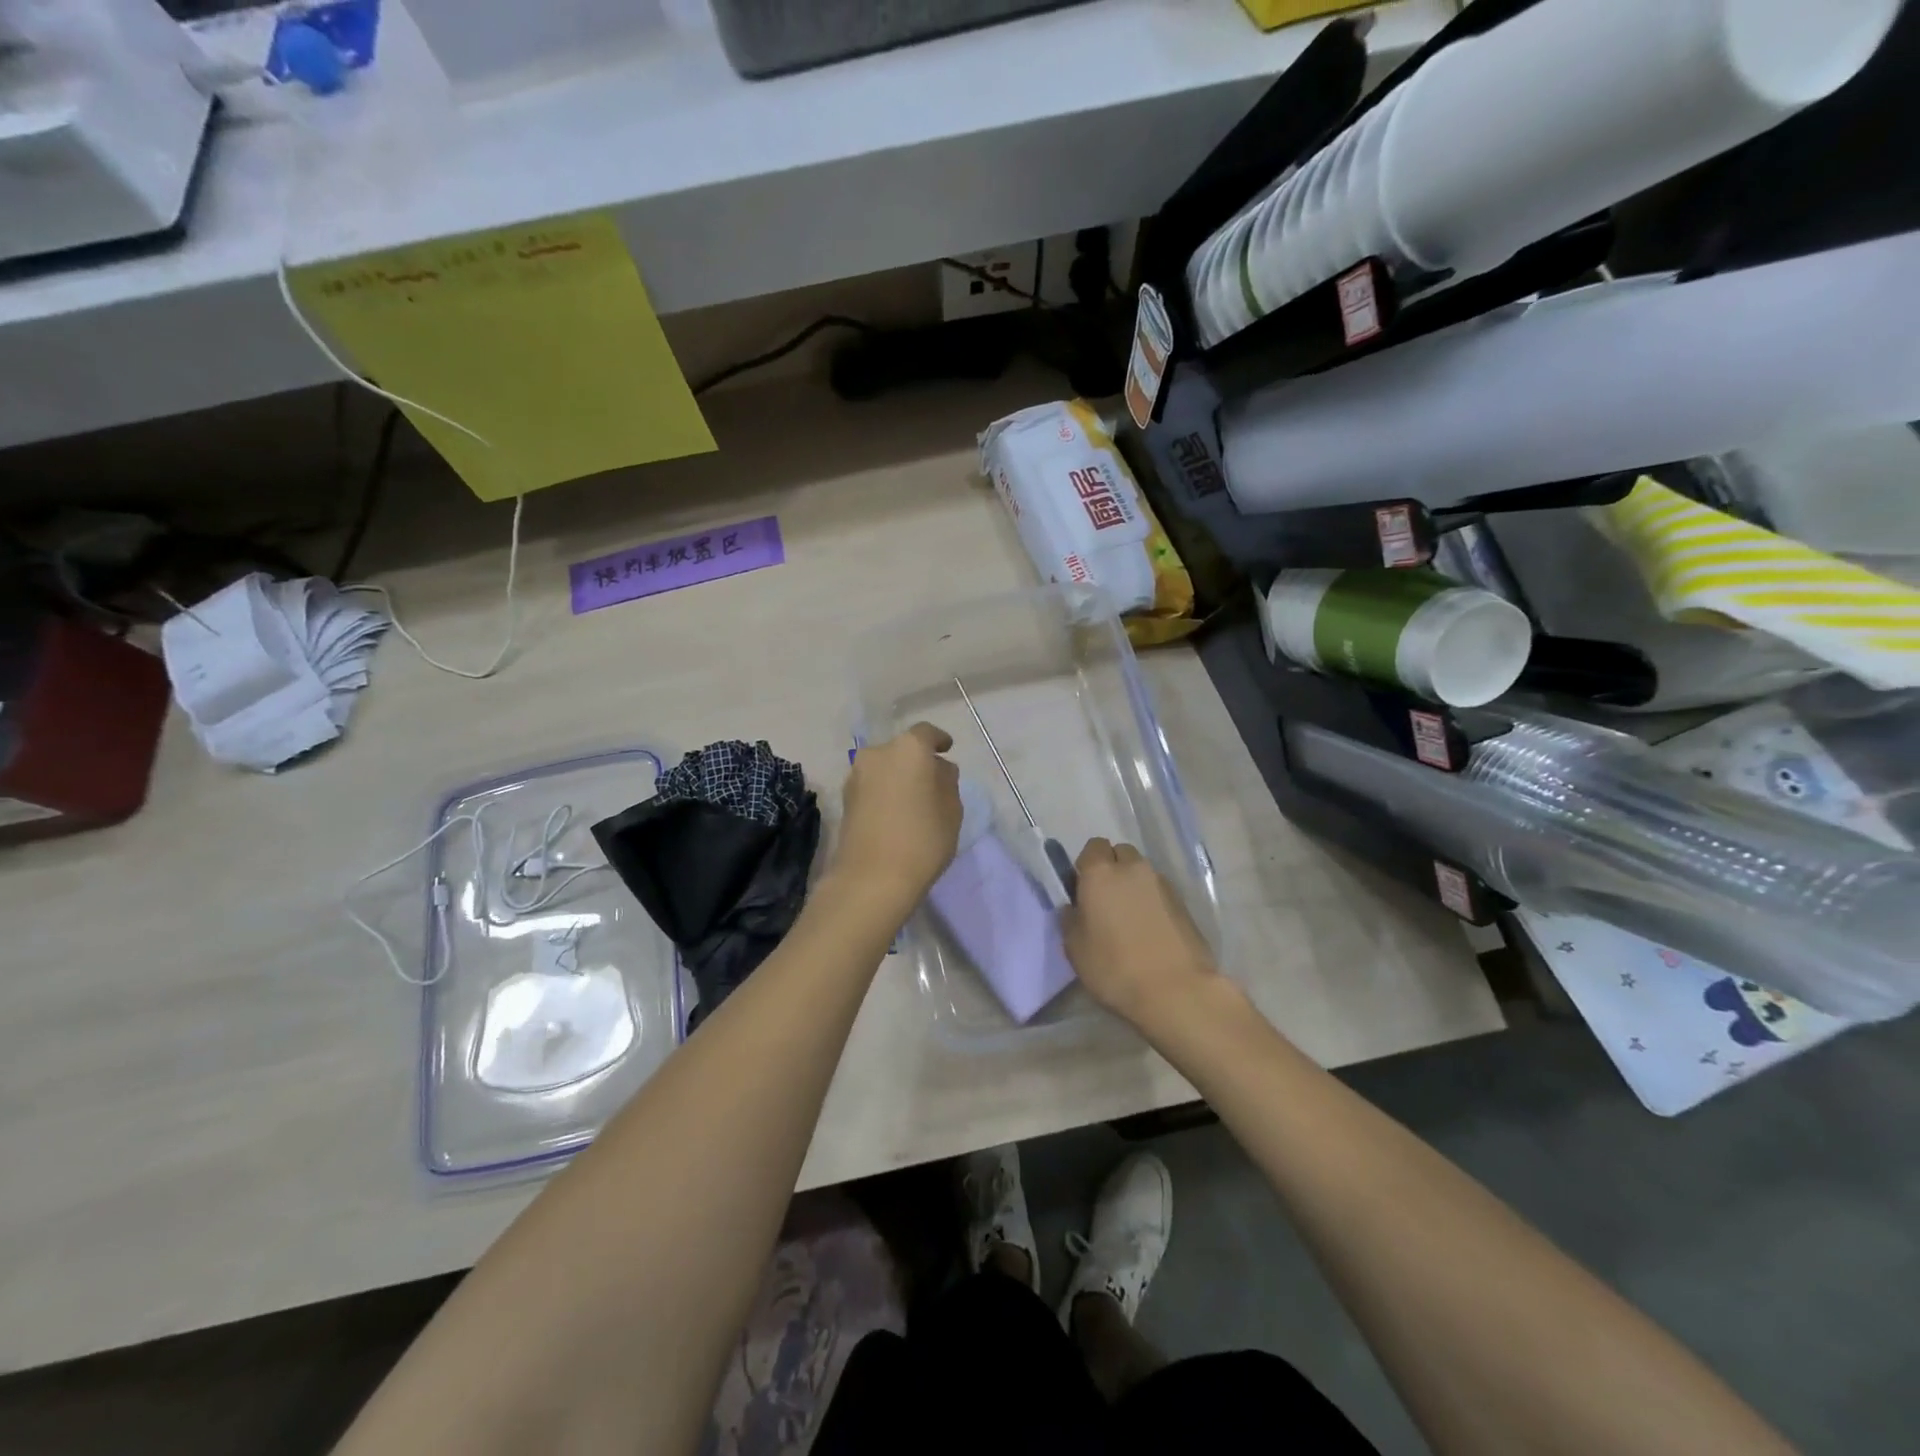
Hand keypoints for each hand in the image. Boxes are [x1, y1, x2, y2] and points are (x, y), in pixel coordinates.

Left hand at [835, 723, 962, 905]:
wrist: (872, 878)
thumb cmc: (922, 839)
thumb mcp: (952, 810)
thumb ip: (948, 782)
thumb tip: (939, 769)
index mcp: (908, 748)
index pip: (926, 734)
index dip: (939, 740)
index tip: (948, 748)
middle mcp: (877, 753)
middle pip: (902, 750)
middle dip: (917, 761)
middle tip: (933, 781)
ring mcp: (856, 776)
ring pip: (884, 768)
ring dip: (898, 777)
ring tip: (914, 800)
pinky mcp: (845, 799)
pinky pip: (872, 786)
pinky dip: (884, 791)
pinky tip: (895, 812)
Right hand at [1061, 838, 1219, 1027]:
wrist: (1176, 991)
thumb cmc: (1115, 968)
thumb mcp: (1075, 949)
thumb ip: (1071, 920)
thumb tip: (1074, 908)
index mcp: (1100, 873)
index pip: (1092, 847)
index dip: (1087, 865)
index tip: (1083, 889)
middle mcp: (1133, 869)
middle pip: (1120, 854)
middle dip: (1112, 869)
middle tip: (1106, 901)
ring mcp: (1162, 884)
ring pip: (1142, 872)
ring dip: (1134, 885)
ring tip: (1130, 919)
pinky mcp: (1184, 903)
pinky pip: (1160, 891)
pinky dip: (1152, 901)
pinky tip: (1150, 930)